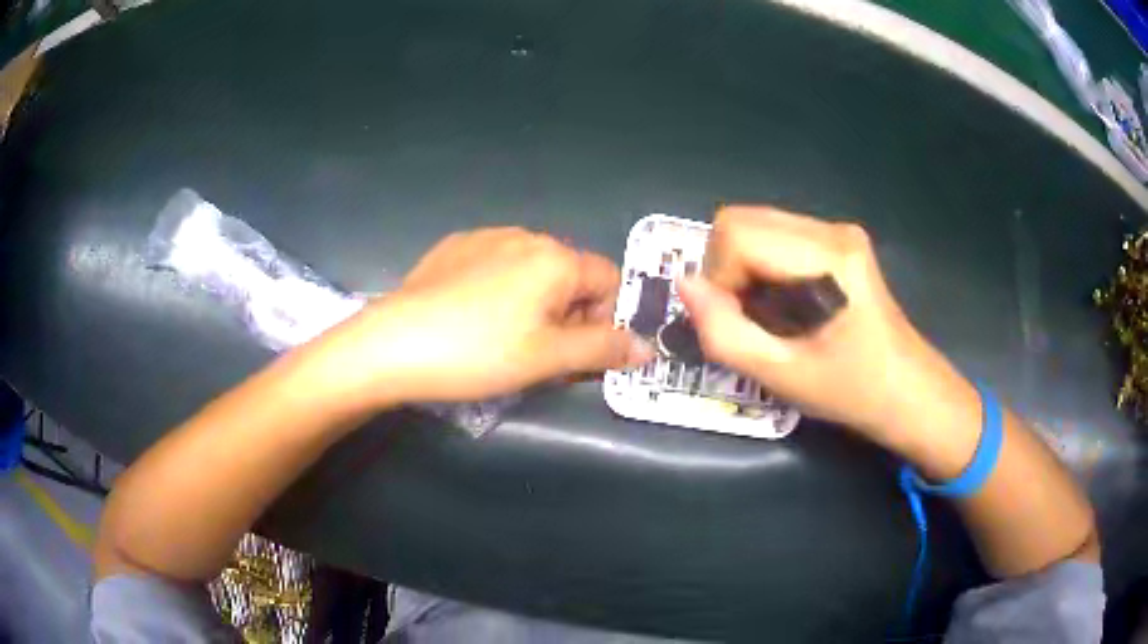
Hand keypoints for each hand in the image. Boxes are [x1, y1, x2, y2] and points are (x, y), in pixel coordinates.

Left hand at [322, 228, 653, 406]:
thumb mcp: (548, 358)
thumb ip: (603, 349)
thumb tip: (646, 348)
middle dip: (568, 314)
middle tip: (539, 353)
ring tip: (501, 338)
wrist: (393, 343)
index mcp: (555, 257)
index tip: (576, 353)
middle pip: (570, 275)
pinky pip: (496, 265)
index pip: (608, 281)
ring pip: (532, 271)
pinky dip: (500, 290)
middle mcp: (525, 235)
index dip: (603, 320)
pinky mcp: (453, 247)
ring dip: (535, 303)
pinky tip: (471, 318)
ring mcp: (485, 236)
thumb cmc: (478, 352)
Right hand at [677, 206, 975, 449]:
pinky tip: (783, 302)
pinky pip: (775, 235)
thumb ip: (725, 333)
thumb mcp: (781, 376)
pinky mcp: (838, 239)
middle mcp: (832, 229)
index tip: (736, 322)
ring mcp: (837, 230)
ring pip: (755, 225)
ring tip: (766, 314)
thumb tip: (683, 285)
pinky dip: (761, 265)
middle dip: (726, 269)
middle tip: (746, 318)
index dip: (718, 277)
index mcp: (827, 257)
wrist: (906, 390)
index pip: (737, 233)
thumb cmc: (850, 391)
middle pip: (741, 220)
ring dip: (743, 268)